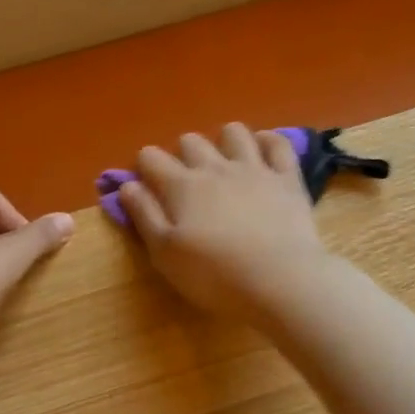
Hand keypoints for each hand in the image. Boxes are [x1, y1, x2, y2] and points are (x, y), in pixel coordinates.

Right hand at [117, 123, 328, 319]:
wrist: (280, 280)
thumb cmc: (214, 275)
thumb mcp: (164, 254)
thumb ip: (144, 216)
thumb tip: (127, 185)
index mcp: (181, 186)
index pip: (151, 157)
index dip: (144, 165)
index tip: (146, 183)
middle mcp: (215, 168)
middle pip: (190, 141)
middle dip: (182, 154)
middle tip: (186, 181)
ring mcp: (254, 169)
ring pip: (234, 133)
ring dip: (224, 141)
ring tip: (224, 162)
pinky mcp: (287, 179)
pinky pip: (277, 144)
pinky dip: (267, 141)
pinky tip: (261, 151)